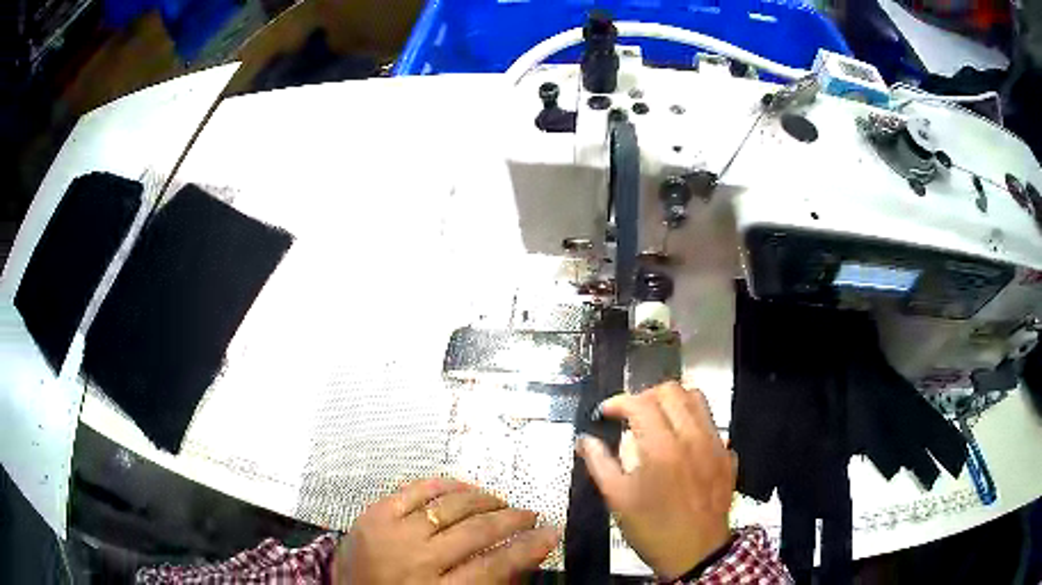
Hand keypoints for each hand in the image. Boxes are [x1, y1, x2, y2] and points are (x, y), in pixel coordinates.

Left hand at [333, 478, 558, 583]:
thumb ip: (488, 584)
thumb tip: (526, 555)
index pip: (496, 565)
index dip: (529, 547)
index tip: (552, 533)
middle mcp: (415, 559)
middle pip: (476, 531)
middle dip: (512, 519)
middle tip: (530, 514)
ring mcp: (390, 533)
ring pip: (449, 505)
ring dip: (483, 500)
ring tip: (500, 502)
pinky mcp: (373, 514)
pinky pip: (416, 490)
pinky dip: (445, 485)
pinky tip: (464, 488)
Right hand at [577, 381, 734, 579]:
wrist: (696, 553)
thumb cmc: (652, 529)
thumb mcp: (618, 499)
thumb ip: (599, 463)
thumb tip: (585, 440)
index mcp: (662, 448)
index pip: (640, 403)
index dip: (618, 402)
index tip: (606, 413)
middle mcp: (692, 437)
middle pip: (671, 391)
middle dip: (645, 396)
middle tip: (630, 415)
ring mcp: (715, 444)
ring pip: (696, 399)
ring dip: (672, 402)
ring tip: (656, 420)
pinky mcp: (727, 454)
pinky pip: (711, 422)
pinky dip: (692, 421)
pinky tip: (681, 443)